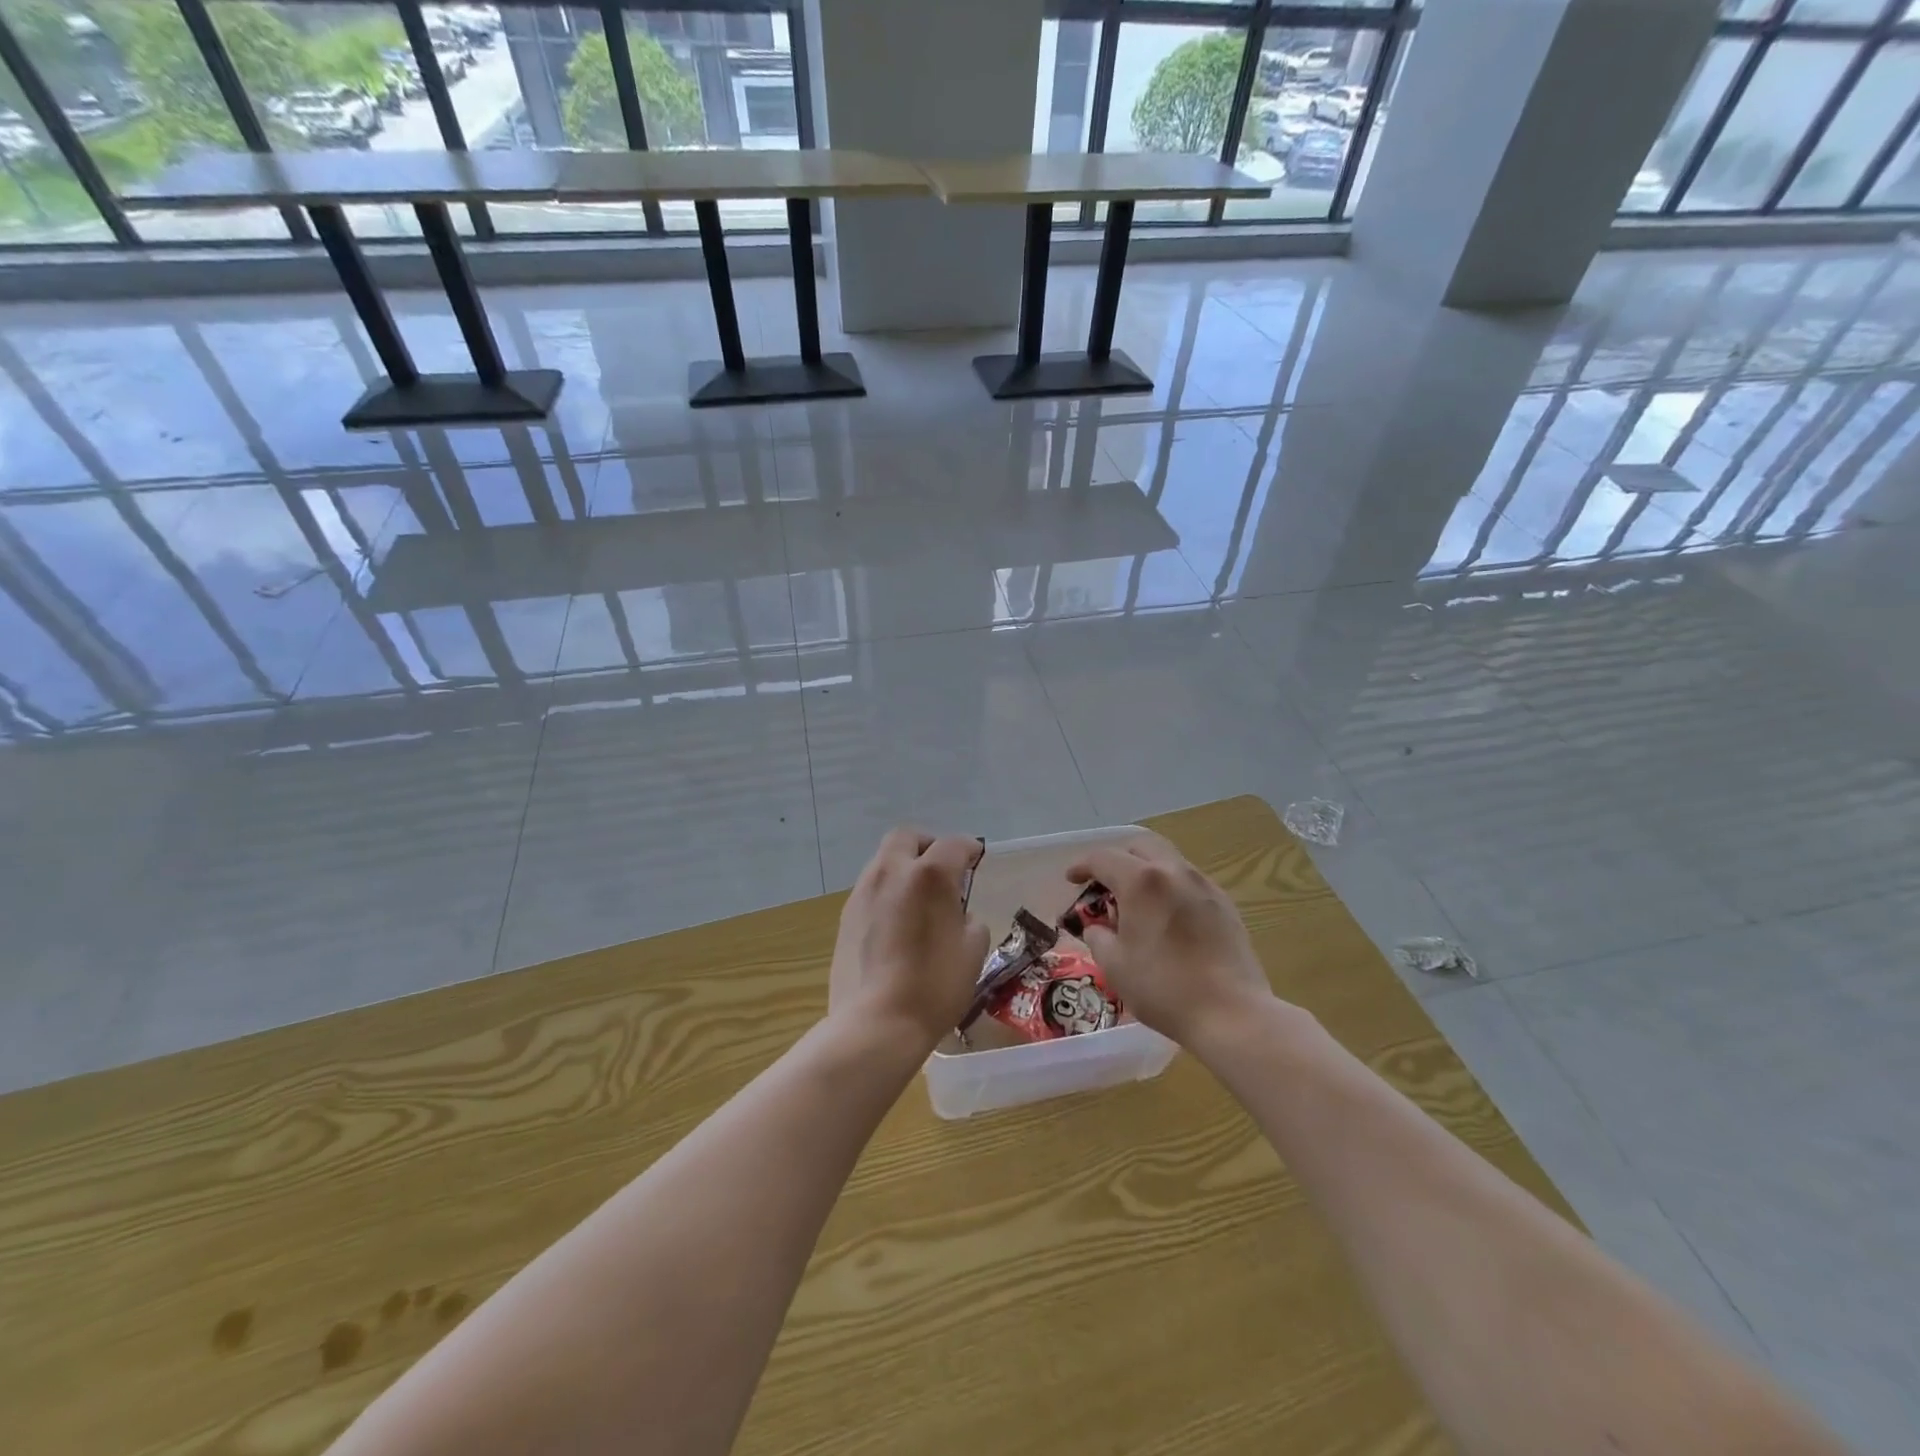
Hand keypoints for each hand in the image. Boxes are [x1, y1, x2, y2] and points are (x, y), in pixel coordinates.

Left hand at [828, 829, 989, 1049]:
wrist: (875, 1023)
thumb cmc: (934, 986)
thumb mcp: (973, 951)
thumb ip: (969, 920)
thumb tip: (958, 914)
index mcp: (929, 875)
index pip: (953, 844)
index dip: (969, 848)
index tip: (976, 859)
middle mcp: (892, 872)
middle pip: (907, 838)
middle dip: (927, 845)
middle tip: (943, 868)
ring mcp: (863, 892)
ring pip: (884, 861)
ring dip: (904, 867)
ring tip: (919, 897)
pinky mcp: (845, 916)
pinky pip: (871, 888)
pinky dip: (888, 891)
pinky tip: (897, 921)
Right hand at [1064, 835, 1274, 1044]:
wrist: (1231, 1013)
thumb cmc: (1164, 988)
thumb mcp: (1115, 966)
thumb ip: (1098, 936)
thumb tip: (1098, 927)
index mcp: (1142, 881)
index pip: (1104, 858)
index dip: (1082, 866)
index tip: (1072, 880)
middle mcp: (1174, 871)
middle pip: (1141, 846)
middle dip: (1118, 859)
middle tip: (1105, 884)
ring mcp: (1204, 885)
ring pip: (1168, 860)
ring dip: (1146, 871)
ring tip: (1136, 902)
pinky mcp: (1225, 904)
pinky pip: (1189, 881)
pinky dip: (1170, 887)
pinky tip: (1166, 917)